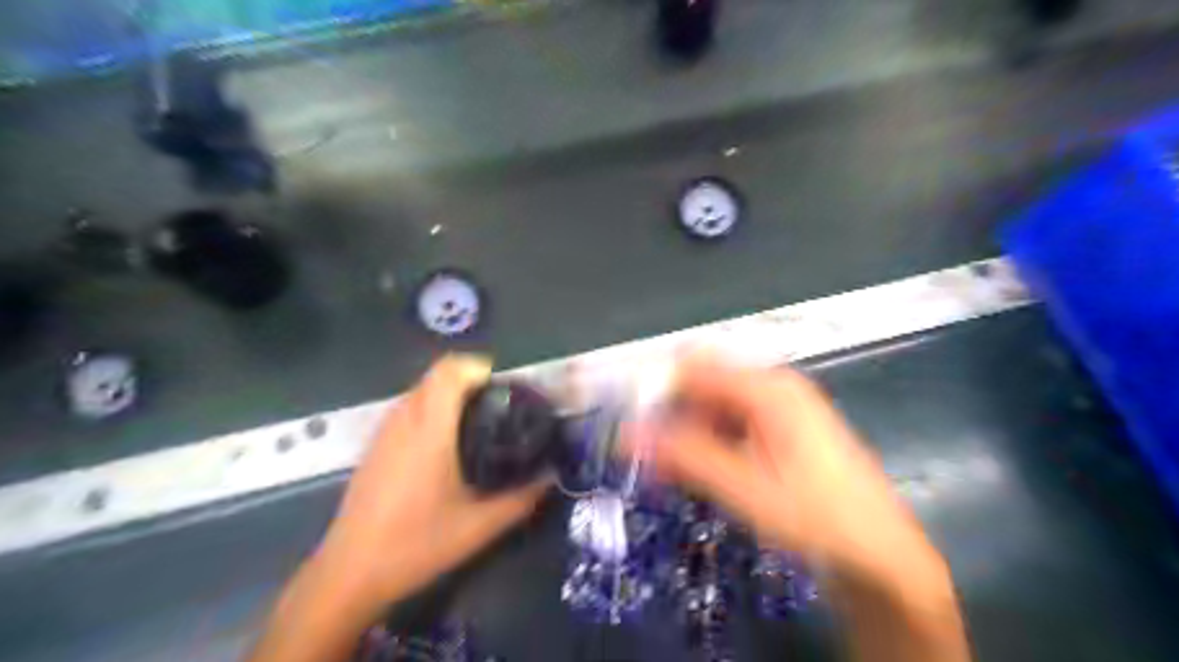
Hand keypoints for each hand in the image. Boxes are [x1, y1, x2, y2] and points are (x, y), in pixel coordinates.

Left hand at [312, 355, 553, 616]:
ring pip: (419, 390)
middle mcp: (404, 421)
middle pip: (435, 375)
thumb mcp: (479, 527)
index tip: (505, 389)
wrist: (349, 574)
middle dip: (469, 379)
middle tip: (497, 405)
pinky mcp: (374, 447)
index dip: (479, 368)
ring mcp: (384, 433)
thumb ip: (521, 499)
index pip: (450, 371)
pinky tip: (444, 445)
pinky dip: (430, 409)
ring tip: (475, 422)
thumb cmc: (416, 545)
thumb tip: (551, 477)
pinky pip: (407, 409)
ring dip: (448, 393)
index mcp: (429, 430)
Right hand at [630, 356, 946, 594]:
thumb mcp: (744, 488)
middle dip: (669, 413)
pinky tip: (694, 471)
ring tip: (661, 469)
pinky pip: (732, 424)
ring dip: (685, 431)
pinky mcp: (782, 433)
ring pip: (715, 406)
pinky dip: (707, 442)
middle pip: (704, 383)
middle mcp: (773, 388)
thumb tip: (627, 434)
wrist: (882, 556)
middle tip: (640, 453)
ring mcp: (780, 410)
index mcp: (768, 388)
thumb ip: (685, 455)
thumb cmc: (816, 518)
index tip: (627, 422)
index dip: (656, 388)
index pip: (694, 366)